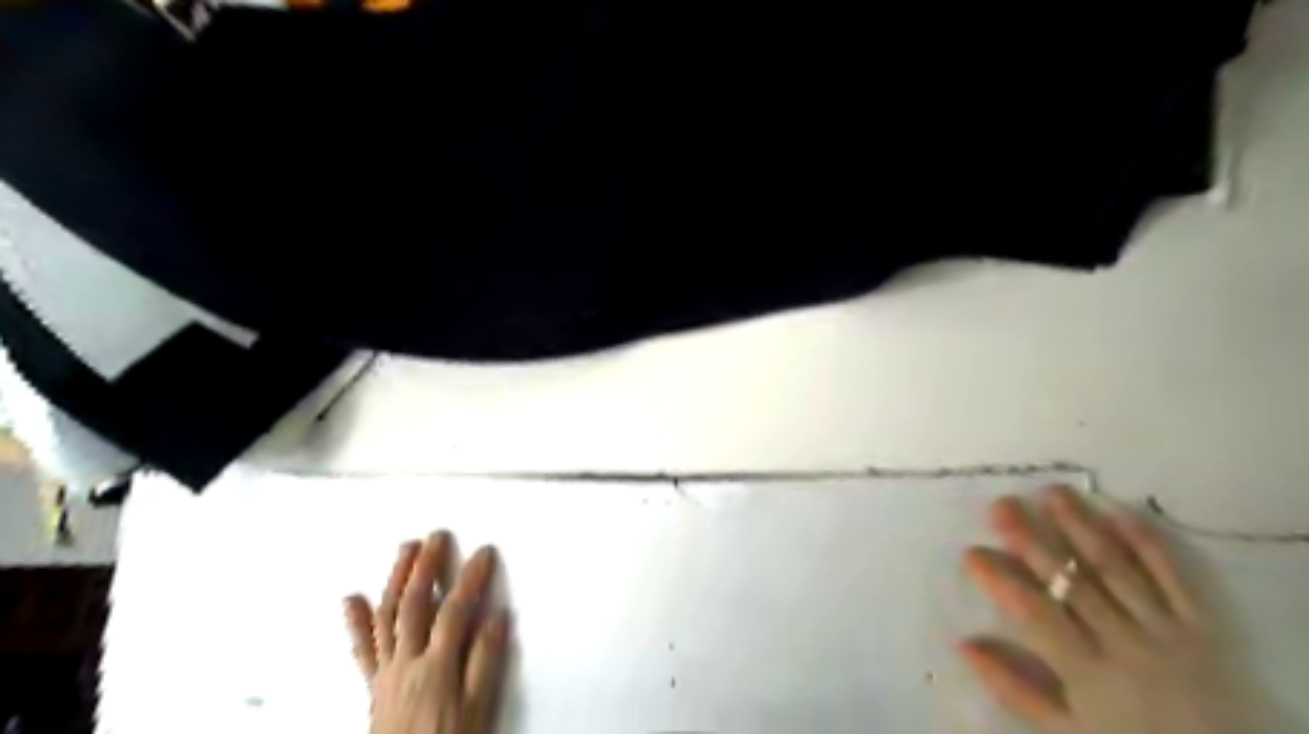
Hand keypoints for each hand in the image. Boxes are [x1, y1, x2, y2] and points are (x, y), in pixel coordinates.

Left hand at [346, 533, 507, 733]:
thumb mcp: (479, 709)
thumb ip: (486, 662)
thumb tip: (496, 618)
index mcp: (436, 666)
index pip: (456, 610)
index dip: (471, 578)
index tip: (483, 553)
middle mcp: (407, 662)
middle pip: (415, 604)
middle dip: (426, 566)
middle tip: (436, 537)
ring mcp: (387, 671)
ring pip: (387, 616)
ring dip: (395, 579)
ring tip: (404, 551)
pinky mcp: (376, 684)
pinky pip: (363, 649)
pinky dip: (357, 622)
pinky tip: (353, 600)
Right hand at [960, 486, 1257, 733]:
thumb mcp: (1065, 730)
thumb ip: (1014, 687)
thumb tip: (964, 643)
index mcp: (1087, 669)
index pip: (1036, 614)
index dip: (1002, 581)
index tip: (972, 552)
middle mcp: (1124, 640)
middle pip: (1072, 581)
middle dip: (1033, 540)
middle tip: (1001, 505)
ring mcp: (1164, 628)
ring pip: (1115, 568)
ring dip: (1081, 527)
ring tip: (1052, 491)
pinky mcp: (1198, 623)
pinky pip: (1173, 577)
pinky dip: (1148, 544)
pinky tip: (1120, 512)